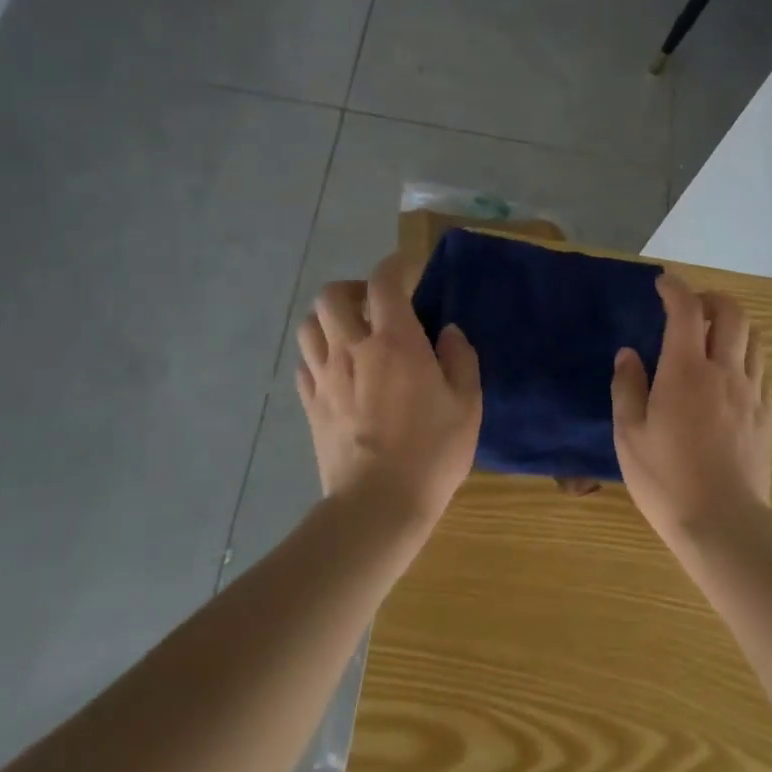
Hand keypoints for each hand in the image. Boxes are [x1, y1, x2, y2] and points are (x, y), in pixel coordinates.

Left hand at [295, 253, 481, 525]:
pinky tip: (338, 369)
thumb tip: (447, 332)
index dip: (396, 266)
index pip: (384, 282)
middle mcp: (353, 349)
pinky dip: (319, 353)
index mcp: (396, 342)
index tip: (409, 269)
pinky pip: (305, 362)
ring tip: (352, 334)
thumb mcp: (467, 404)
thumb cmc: (432, 452)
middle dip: (354, 289)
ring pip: (310, 325)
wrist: (377, 506)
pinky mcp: (310, 404)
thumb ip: (460, 358)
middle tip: (376, 305)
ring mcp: (325, 377)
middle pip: (333, 296)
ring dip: (330, 319)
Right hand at [610, 275, 771, 548]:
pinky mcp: (767, 414)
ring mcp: (751, 391)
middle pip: (732, 313)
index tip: (664, 283)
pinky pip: (762, 368)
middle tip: (692, 310)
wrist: (724, 524)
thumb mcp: (629, 435)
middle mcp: (724, 370)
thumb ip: (627, 387)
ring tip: (713, 339)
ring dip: (734, 326)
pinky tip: (731, 375)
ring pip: (754, 337)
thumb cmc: (666, 479)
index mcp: (685, 370)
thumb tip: (628, 354)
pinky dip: (746, 356)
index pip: (686, 310)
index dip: (675, 289)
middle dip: (712, 300)